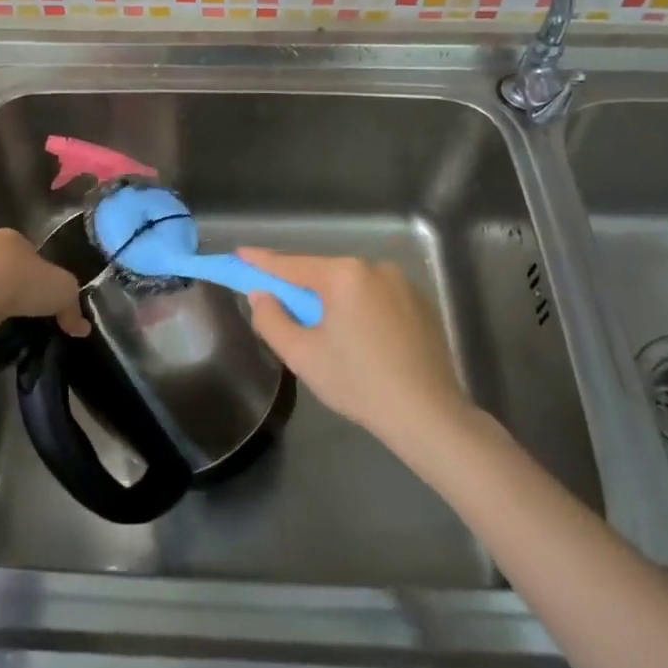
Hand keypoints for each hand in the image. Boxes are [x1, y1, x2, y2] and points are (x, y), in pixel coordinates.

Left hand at [0, 228, 89, 336]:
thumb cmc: (22, 284)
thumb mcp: (64, 292)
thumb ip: (73, 308)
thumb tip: (82, 328)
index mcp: (12, 237)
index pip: (30, 251)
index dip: (39, 272)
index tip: (44, 294)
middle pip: (5, 264)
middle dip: (14, 282)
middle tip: (25, 307)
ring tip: (5, 319)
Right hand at [239, 249, 471, 452]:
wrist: (427, 414)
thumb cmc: (358, 383)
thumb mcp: (302, 355)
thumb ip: (272, 319)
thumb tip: (261, 295)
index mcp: (344, 275)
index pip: (292, 265)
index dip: (262, 261)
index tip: (240, 254)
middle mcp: (375, 268)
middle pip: (324, 274)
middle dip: (301, 288)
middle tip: (281, 307)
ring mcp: (403, 284)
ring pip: (352, 286)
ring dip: (333, 300)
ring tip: (325, 333)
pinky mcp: (421, 303)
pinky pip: (377, 297)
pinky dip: (360, 309)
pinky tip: (360, 339)